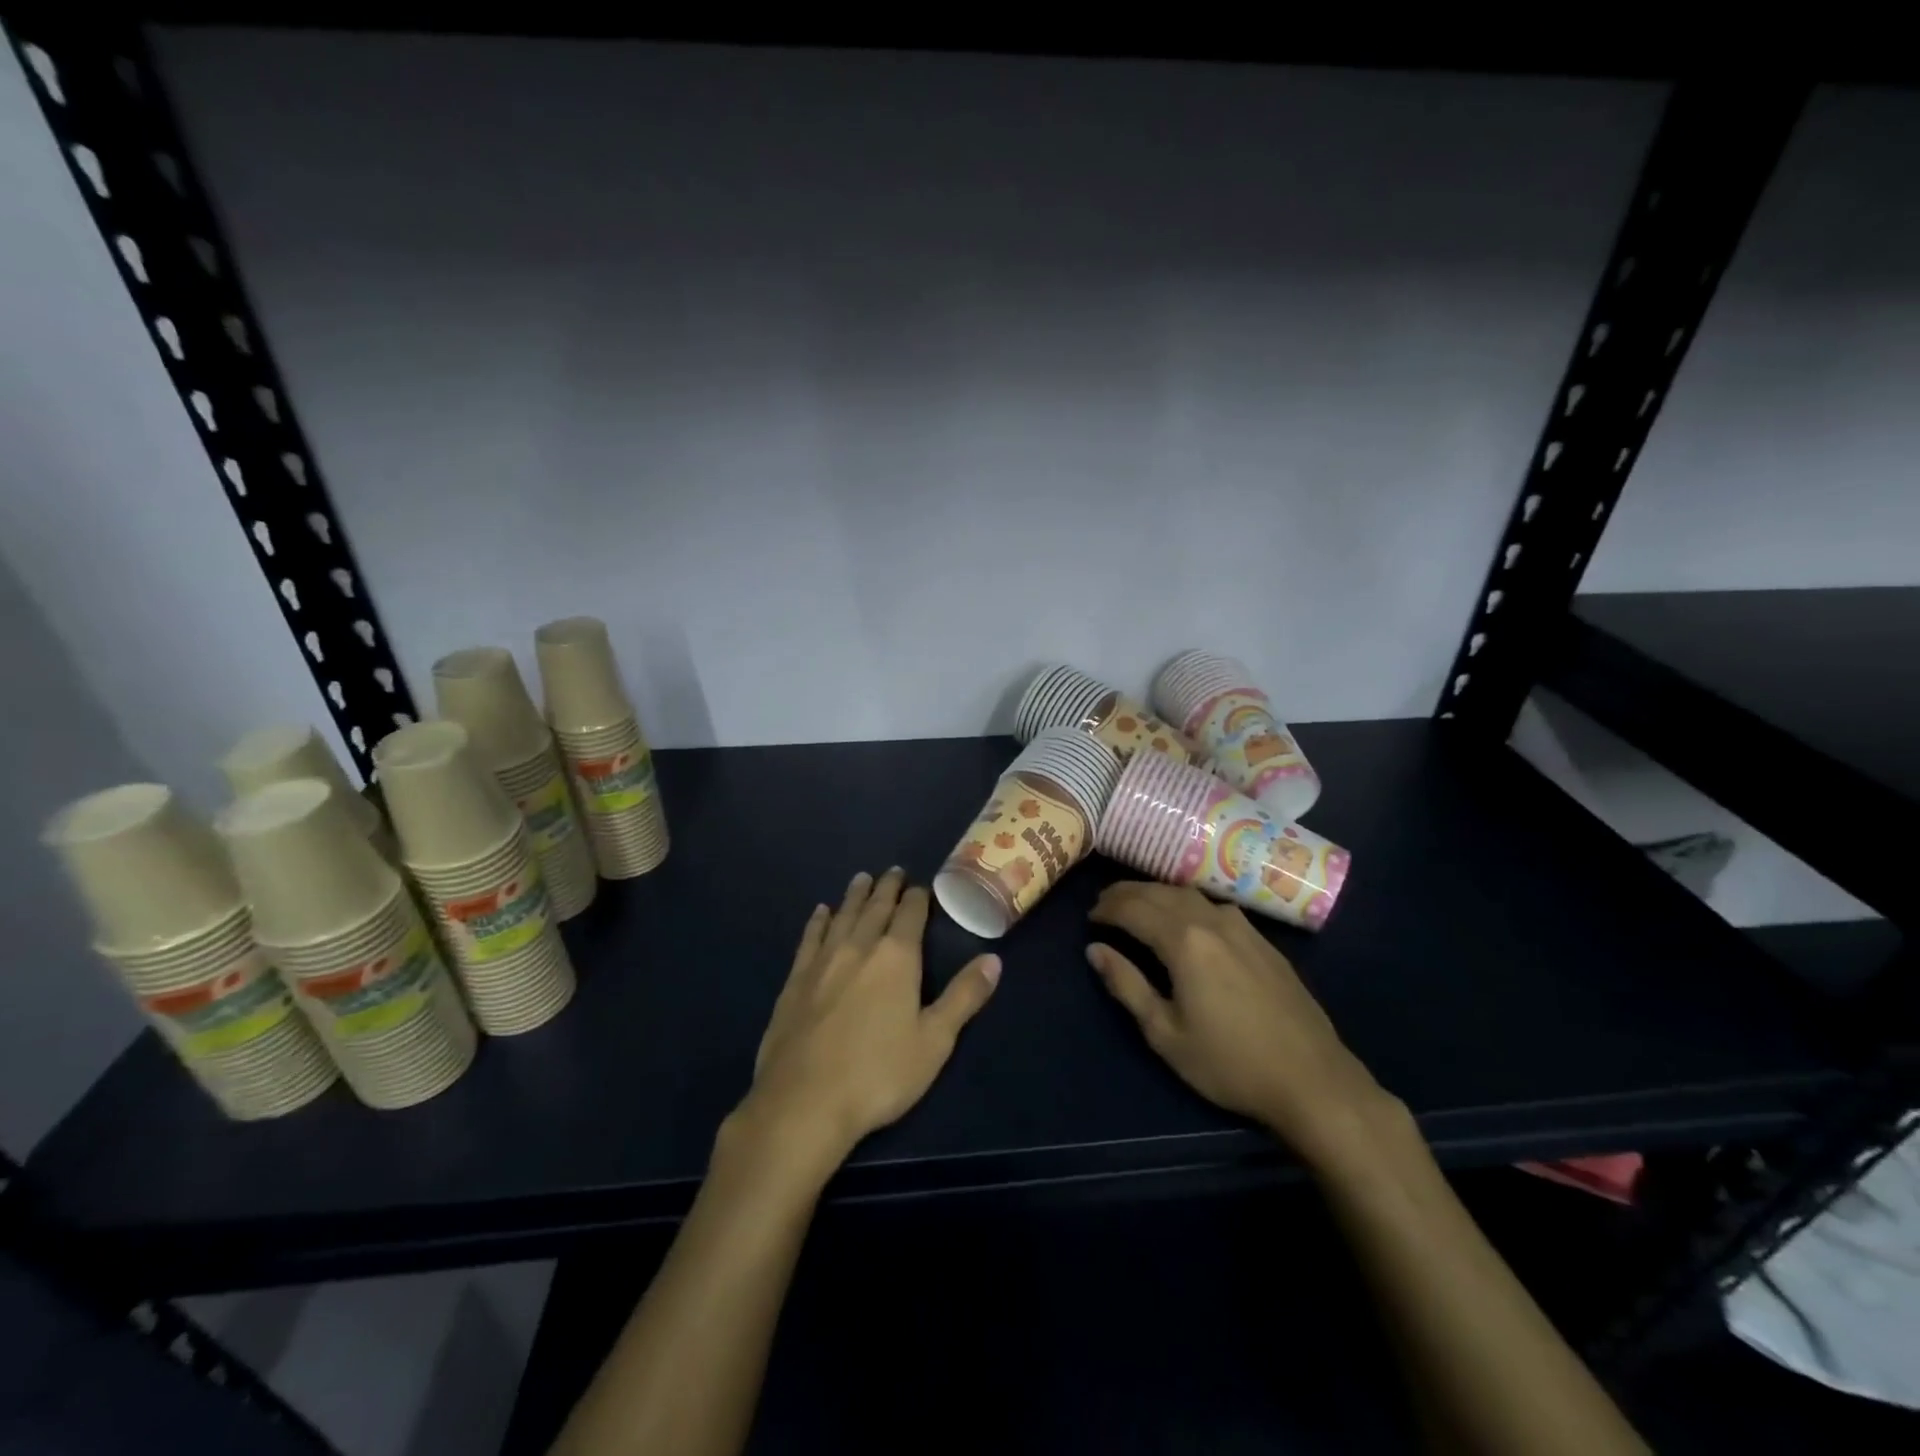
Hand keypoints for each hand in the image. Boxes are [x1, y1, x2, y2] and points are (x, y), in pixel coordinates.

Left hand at [737, 868, 1000, 1171]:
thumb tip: (994, 959)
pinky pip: (810, 938)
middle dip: (887, 887)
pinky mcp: (795, 980)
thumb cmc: (878, 1074)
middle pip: (875, 907)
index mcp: (896, 957)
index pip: (910, 914)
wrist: (803, 1102)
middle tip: (893, 871)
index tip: (921, 886)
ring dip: (855, 896)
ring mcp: (823, 961)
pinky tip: (821, 912)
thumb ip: (964, 997)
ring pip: (843, 916)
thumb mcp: (935, 1040)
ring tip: (862, 879)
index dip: (918, 897)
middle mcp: (859, 947)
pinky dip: (818, 921)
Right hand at [1087, 882, 1388, 1163]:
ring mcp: (1242, 927)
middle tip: (1104, 904)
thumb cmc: (1229, 1063)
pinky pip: (1213, 905)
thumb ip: (1127, 986)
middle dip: (1127, 894)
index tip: (1089, 918)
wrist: (1313, 1080)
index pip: (1134, 909)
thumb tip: (1095, 950)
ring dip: (1156, 893)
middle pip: (1160, 892)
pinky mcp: (1262, 940)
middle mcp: (1212, 921)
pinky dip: (1185, 902)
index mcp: (1184, 942)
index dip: (1107, 909)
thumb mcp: (1165, 1033)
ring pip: (1188, 894)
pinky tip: (1184, 917)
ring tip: (1137, 905)